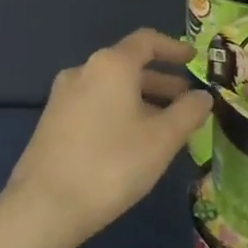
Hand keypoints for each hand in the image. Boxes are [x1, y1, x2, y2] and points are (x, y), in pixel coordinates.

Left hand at [4, 29, 212, 247]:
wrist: (45, 206)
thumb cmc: (112, 165)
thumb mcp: (162, 139)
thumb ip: (188, 112)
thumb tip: (203, 96)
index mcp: (111, 65)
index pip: (147, 41)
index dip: (174, 48)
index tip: (194, 60)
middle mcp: (83, 71)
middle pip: (128, 66)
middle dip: (161, 82)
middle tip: (187, 102)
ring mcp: (63, 97)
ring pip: (111, 89)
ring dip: (141, 100)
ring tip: (165, 128)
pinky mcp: (52, 122)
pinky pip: (95, 105)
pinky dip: (119, 113)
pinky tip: (132, 143)